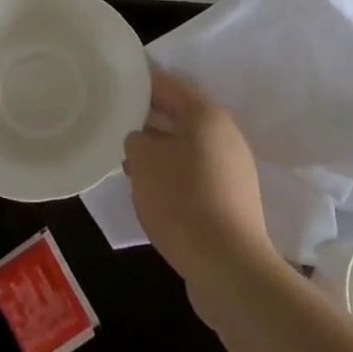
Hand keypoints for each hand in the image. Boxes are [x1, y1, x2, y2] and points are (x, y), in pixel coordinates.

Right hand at [123, 69, 275, 296]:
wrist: (228, 267)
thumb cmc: (181, 201)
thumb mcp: (143, 162)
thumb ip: (136, 139)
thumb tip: (142, 140)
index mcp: (206, 115)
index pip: (168, 85)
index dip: (141, 84)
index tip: (118, 87)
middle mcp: (226, 134)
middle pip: (181, 116)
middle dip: (149, 121)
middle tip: (118, 127)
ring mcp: (234, 168)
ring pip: (188, 147)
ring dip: (161, 152)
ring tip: (130, 165)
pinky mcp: (234, 198)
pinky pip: (198, 173)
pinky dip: (176, 175)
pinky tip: (155, 193)